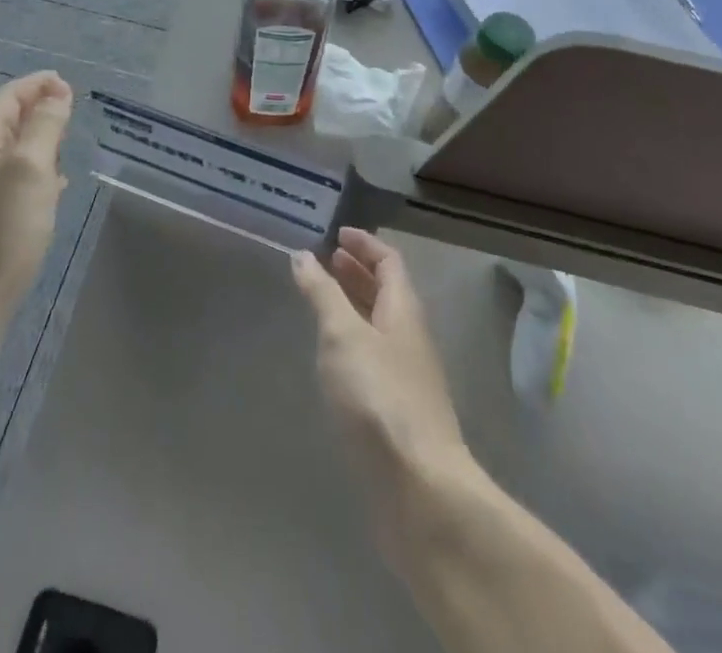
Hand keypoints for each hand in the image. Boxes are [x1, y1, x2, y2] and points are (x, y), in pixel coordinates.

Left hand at [0, 71, 73, 335]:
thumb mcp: (30, 169)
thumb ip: (44, 127)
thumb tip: (56, 94)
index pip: (7, 98)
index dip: (37, 85)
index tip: (66, 83)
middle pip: (5, 124)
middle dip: (37, 112)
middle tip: (70, 114)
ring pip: (7, 155)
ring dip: (36, 144)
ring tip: (65, 148)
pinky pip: (7, 183)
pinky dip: (31, 174)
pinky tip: (49, 193)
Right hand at [292, 229, 467, 493]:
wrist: (418, 489)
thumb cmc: (379, 397)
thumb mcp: (343, 335)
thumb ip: (322, 294)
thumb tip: (303, 255)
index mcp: (403, 311)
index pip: (390, 262)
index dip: (365, 244)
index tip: (337, 233)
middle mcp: (409, 337)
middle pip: (386, 292)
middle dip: (357, 272)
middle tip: (326, 260)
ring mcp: (406, 376)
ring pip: (379, 326)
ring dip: (353, 306)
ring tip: (321, 301)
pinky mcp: (396, 411)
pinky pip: (373, 358)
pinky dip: (352, 342)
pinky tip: (331, 356)